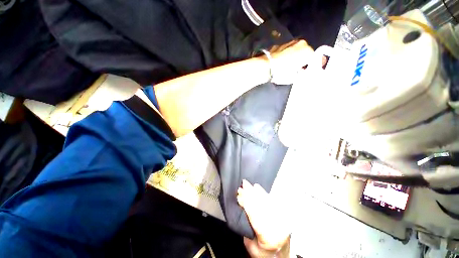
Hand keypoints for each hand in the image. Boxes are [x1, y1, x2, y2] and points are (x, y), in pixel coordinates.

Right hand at [237, 180, 291, 256]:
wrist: (280, 256)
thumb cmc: (264, 254)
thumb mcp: (251, 246)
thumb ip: (247, 227)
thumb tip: (242, 207)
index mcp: (269, 236)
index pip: (255, 215)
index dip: (247, 203)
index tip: (239, 194)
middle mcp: (277, 225)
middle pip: (261, 205)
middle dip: (250, 193)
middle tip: (242, 184)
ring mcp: (281, 218)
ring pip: (266, 201)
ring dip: (255, 191)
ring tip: (248, 184)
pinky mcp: (282, 214)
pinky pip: (271, 201)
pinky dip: (263, 193)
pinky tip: (257, 187)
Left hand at [267, 40, 313, 84]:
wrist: (265, 66)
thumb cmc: (281, 73)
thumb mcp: (293, 77)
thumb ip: (302, 74)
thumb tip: (303, 72)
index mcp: (307, 52)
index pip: (317, 58)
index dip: (316, 65)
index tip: (313, 70)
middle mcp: (301, 43)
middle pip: (307, 53)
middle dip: (305, 61)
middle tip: (300, 70)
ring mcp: (291, 42)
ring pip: (298, 50)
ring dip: (297, 57)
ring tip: (290, 66)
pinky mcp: (282, 43)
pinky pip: (290, 49)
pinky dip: (289, 54)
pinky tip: (283, 62)